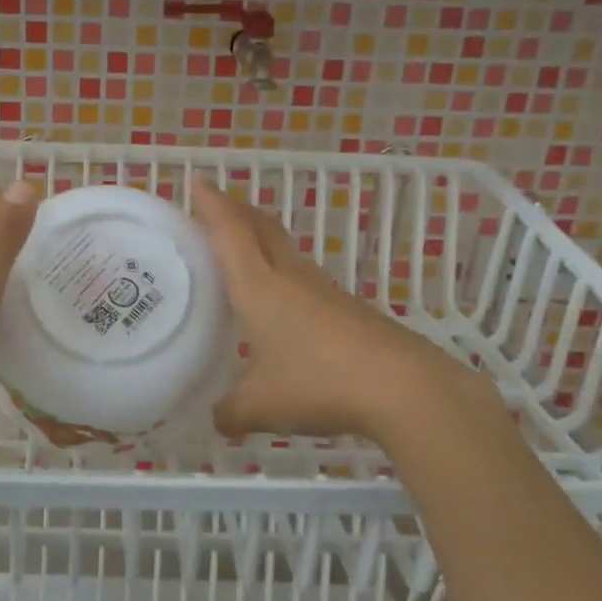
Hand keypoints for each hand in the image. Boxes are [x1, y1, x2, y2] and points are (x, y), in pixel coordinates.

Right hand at [190, 177, 498, 444]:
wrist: (404, 387)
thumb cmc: (319, 383)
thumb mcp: (261, 406)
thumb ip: (232, 412)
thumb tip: (218, 421)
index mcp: (259, 287)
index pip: (230, 233)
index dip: (212, 204)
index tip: (197, 179)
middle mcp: (291, 278)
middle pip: (262, 229)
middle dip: (237, 210)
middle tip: (216, 204)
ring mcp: (324, 291)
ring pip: (286, 251)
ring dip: (262, 239)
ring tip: (244, 249)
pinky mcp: (348, 310)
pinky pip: (305, 279)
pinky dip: (284, 274)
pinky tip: (284, 303)